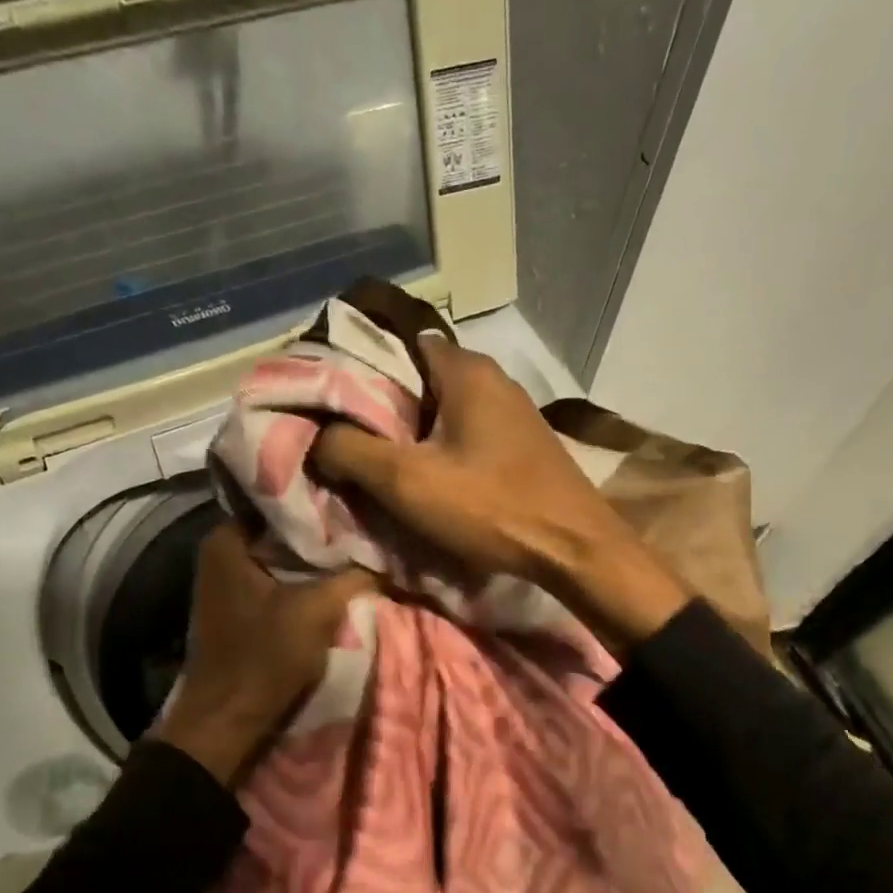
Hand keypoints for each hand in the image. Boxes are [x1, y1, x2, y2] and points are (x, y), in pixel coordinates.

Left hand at [149, 521, 373, 785]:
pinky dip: (303, 580)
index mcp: (226, 539)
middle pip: (282, 529)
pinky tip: (334, 581)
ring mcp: (227, 581)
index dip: (321, 500)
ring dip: (315, 559)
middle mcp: (220, 552)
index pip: (280, 498)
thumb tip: (383, 558)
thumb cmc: (264, 658)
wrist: (227, 721)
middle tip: (365, 525)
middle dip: (322, 531)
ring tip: (357, 550)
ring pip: (282, 557)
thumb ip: (353, 576)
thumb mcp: (317, 610)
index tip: (357, 499)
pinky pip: (277, 580)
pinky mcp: (239, 607)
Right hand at [313, 332, 691, 650]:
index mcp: (466, 369)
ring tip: (379, 464)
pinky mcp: (522, 446)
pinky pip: (467, 436)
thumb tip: (318, 437)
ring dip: (413, 434)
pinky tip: (428, 479)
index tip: (332, 401)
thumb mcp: (406, 481)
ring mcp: (513, 413)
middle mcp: (493, 378)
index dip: (360, 368)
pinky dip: (442, 451)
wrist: (574, 549)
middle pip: (420, 380)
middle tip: (347, 440)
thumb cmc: (490, 506)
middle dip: (382, 408)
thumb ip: (351, 451)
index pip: (398, 344)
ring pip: (444, 411)